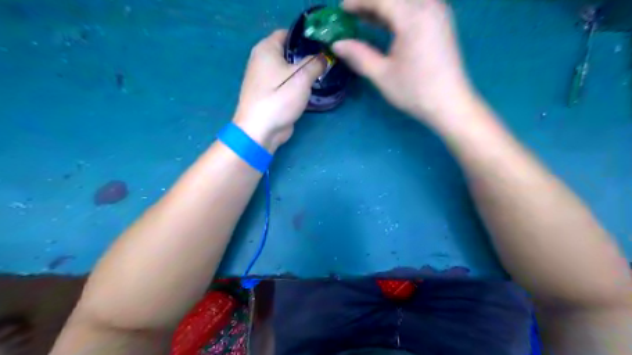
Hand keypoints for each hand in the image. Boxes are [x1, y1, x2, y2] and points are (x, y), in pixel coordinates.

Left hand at [236, 30, 324, 150]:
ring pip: (289, 69)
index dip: (306, 36)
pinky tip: (312, 88)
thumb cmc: (279, 98)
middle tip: (327, 60)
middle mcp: (263, 60)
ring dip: (304, 72)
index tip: (324, 43)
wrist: (260, 130)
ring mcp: (266, 78)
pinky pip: (286, 83)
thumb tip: (323, 57)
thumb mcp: (301, 77)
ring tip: (324, 73)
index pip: (288, 33)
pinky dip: (298, 84)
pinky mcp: (270, 94)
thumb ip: (315, 63)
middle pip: (289, 52)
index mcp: (266, 48)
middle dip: (307, 55)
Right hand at [332, 0, 476, 126]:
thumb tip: (337, 44)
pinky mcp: (440, 22)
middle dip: (370, 3)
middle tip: (350, 15)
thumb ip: (359, 55)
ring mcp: (438, 13)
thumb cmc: (415, 91)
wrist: (450, 104)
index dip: (359, 1)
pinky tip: (383, 24)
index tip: (341, 9)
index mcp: (413, 17)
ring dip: (383, 7)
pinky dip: (396, 13)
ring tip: (362, 18)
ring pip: (405, 1)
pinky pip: (415, 8)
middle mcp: (428, 6)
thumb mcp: (382, 74)